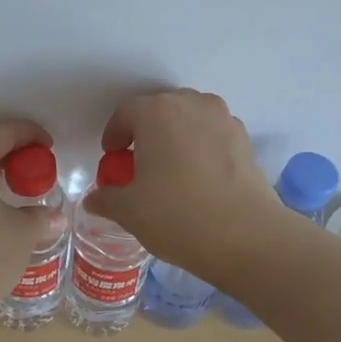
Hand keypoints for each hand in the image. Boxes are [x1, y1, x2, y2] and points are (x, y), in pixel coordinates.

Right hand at [82, 90, 282, 276]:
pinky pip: (213, 136)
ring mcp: (224, 120)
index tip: (111, 157)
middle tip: (138, 164)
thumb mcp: (130, 211)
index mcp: (157, 112)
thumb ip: (107, 198)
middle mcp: (192, 105)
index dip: (114, 135)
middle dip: (146, 133)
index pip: (126, 113)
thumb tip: (94, 199)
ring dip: (176, 138)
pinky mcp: (246, 141)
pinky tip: (198, 180)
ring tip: (170, 170)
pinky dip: (201, 149)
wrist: (245, 237)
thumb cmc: (176, 215)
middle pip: (161, 110)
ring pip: (190, 120)